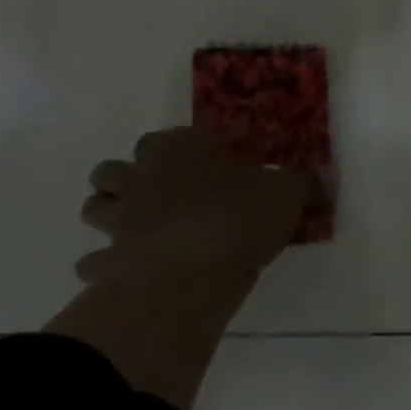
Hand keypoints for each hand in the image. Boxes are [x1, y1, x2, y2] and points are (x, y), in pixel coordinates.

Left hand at [76, 126, 311, 292]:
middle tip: (161, 195)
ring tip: (137, 228)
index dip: (181, 150)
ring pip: (94, 206)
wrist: (195, 270)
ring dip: (110, 212)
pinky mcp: (109, 260)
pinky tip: (126, 272)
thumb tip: (316, 179)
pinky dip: (106, 265)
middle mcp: (143, 177)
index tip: (203, 165)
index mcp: (182, 150)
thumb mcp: (287, 192)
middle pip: (115, 168)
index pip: (169, 137)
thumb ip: (298, 184)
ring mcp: (120, 218)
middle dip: (130, 178)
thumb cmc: (241, 216)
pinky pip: (94, 261)